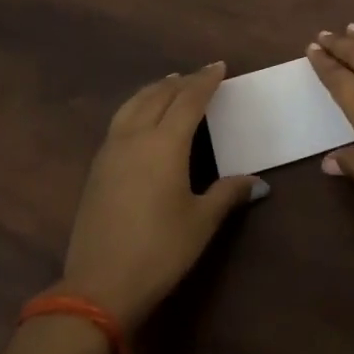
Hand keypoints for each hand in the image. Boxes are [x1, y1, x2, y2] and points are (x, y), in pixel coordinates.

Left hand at [61, 62, 265, 329]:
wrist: (98, 286)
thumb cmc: (159, 251)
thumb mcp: (201, 222)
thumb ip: (227, 194)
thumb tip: (256, 182)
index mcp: (165, 143)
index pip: (189, 100)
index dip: (205, 81)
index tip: (219, 67)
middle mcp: (136, 137)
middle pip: (159, 95)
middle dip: (181, 82)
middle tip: (199, 75)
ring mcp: (111, 151)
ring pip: (134, 104)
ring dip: (155, 89)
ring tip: (169, 84)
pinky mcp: (97, 168)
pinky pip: (120, 120)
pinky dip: (137, 106)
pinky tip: (142, 117)